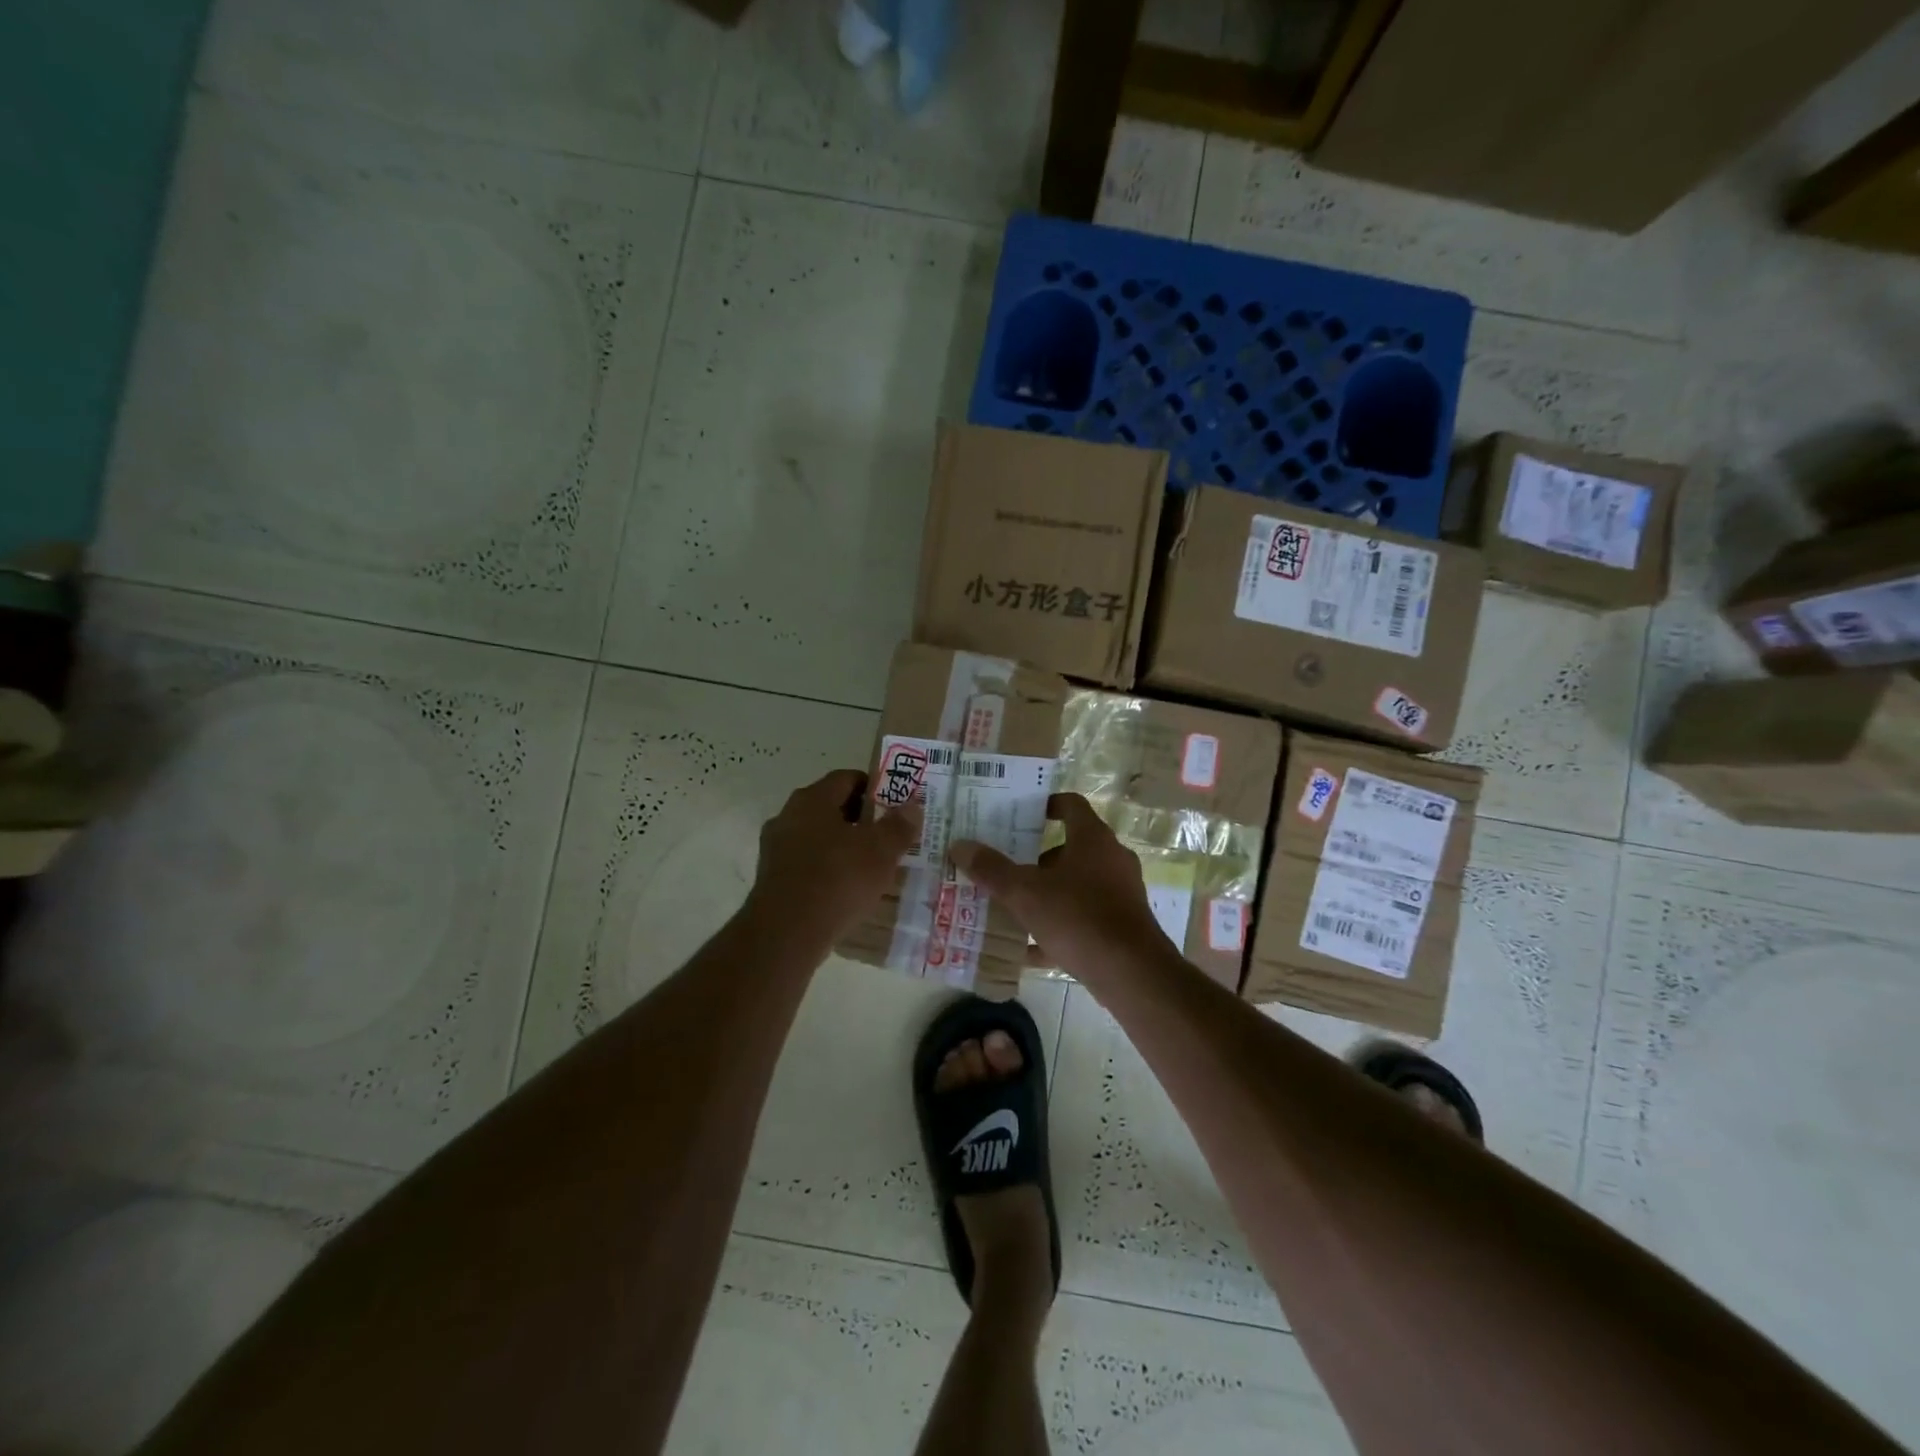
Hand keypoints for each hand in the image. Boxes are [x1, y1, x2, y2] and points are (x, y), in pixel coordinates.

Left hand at [746, 769, 918, 943]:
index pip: (846, 778)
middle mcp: (788, 816)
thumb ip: (898, 826)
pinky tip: (846, 890)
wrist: (786, 933)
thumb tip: (912, 806)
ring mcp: (775, 849)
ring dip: (843, 846)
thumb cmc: (837, 880)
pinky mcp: (772, 879)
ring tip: (871, 866)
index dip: (873, 788)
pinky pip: (807, 864)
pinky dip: (827, 869)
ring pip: (818, 837)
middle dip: (860, 819)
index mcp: (812, 799)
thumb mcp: (880, 851)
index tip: (895, 806)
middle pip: (830, 807)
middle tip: (887, 836)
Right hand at [949, 793, 1169, 980]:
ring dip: (1046, 894)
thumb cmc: (1078, 917)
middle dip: (1035, 858)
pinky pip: (1083, 918)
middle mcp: (1111, 859)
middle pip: (1069, 848)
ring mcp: (1120, 893)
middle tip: (1004, 867)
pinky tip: (1029, 949)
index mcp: (1092, 838)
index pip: (1070, 805)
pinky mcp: (1122, 925)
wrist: (1131, 973)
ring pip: (1076, 885)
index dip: (1045, 805)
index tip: (1018, 816)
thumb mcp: (1025, 893)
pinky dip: (1058, 927)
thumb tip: (959, 845)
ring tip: (1011, 907)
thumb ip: (992, 869)